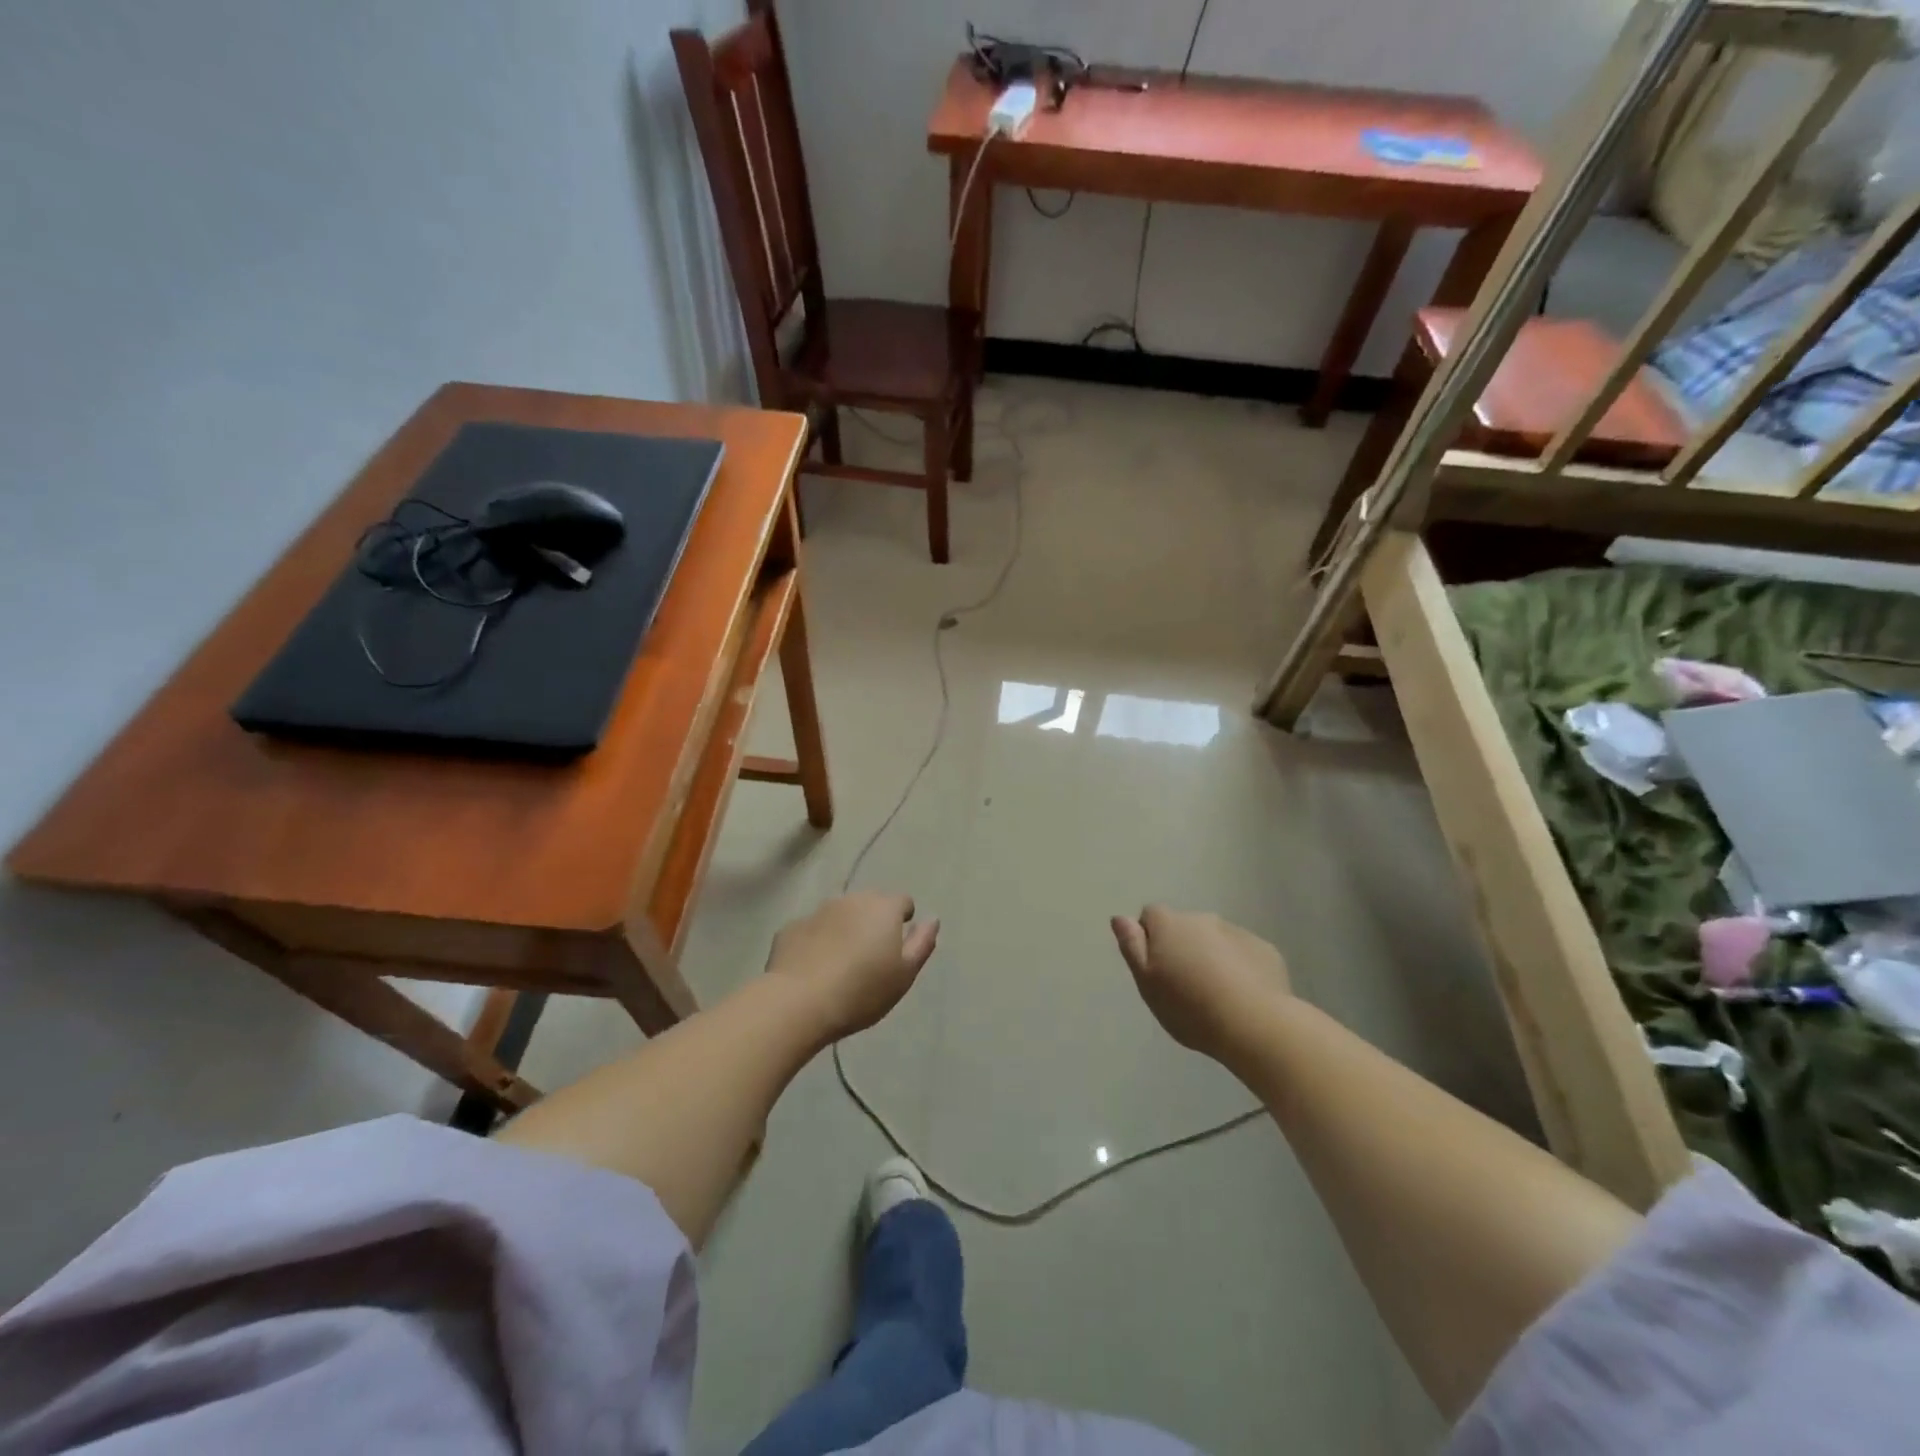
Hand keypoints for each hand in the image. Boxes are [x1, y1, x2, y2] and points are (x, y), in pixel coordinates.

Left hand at [766, 893, 938, 1041]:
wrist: (799, 1002)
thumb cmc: (862, 990)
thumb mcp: (904, 974)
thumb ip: (921, 943)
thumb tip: (932, 919)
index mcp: (883, 908)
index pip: (902, 901)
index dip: (903, 919)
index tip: (897, 944)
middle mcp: (851, 899)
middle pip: (869, 903)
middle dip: (872, 921)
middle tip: (870, 956)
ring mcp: (818, 911)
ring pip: (839, 914)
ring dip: (844, 929)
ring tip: (841, 963)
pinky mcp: (791, 928)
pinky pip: (812, 931)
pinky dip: (816, 942)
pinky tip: (813, 969)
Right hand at [1111, 906, 1290, 1062]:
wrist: (1254, 1024)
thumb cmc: (1189, 1006)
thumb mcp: (1147, 982)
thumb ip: (1132, 946)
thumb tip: (1120, 918)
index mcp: (1170, 924)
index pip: (1150, 915)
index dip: (1149, 938)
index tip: (1156, 968)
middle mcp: (1203, 919)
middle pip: (1184, 928)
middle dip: (1182, 947)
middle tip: (1185, 986)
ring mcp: (1237, 932)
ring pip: (1215, 940)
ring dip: (1211, 956)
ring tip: (1215, 995)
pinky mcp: (1265, 950)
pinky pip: (1243, 953)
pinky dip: (1239, 967)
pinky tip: (1242, 996)